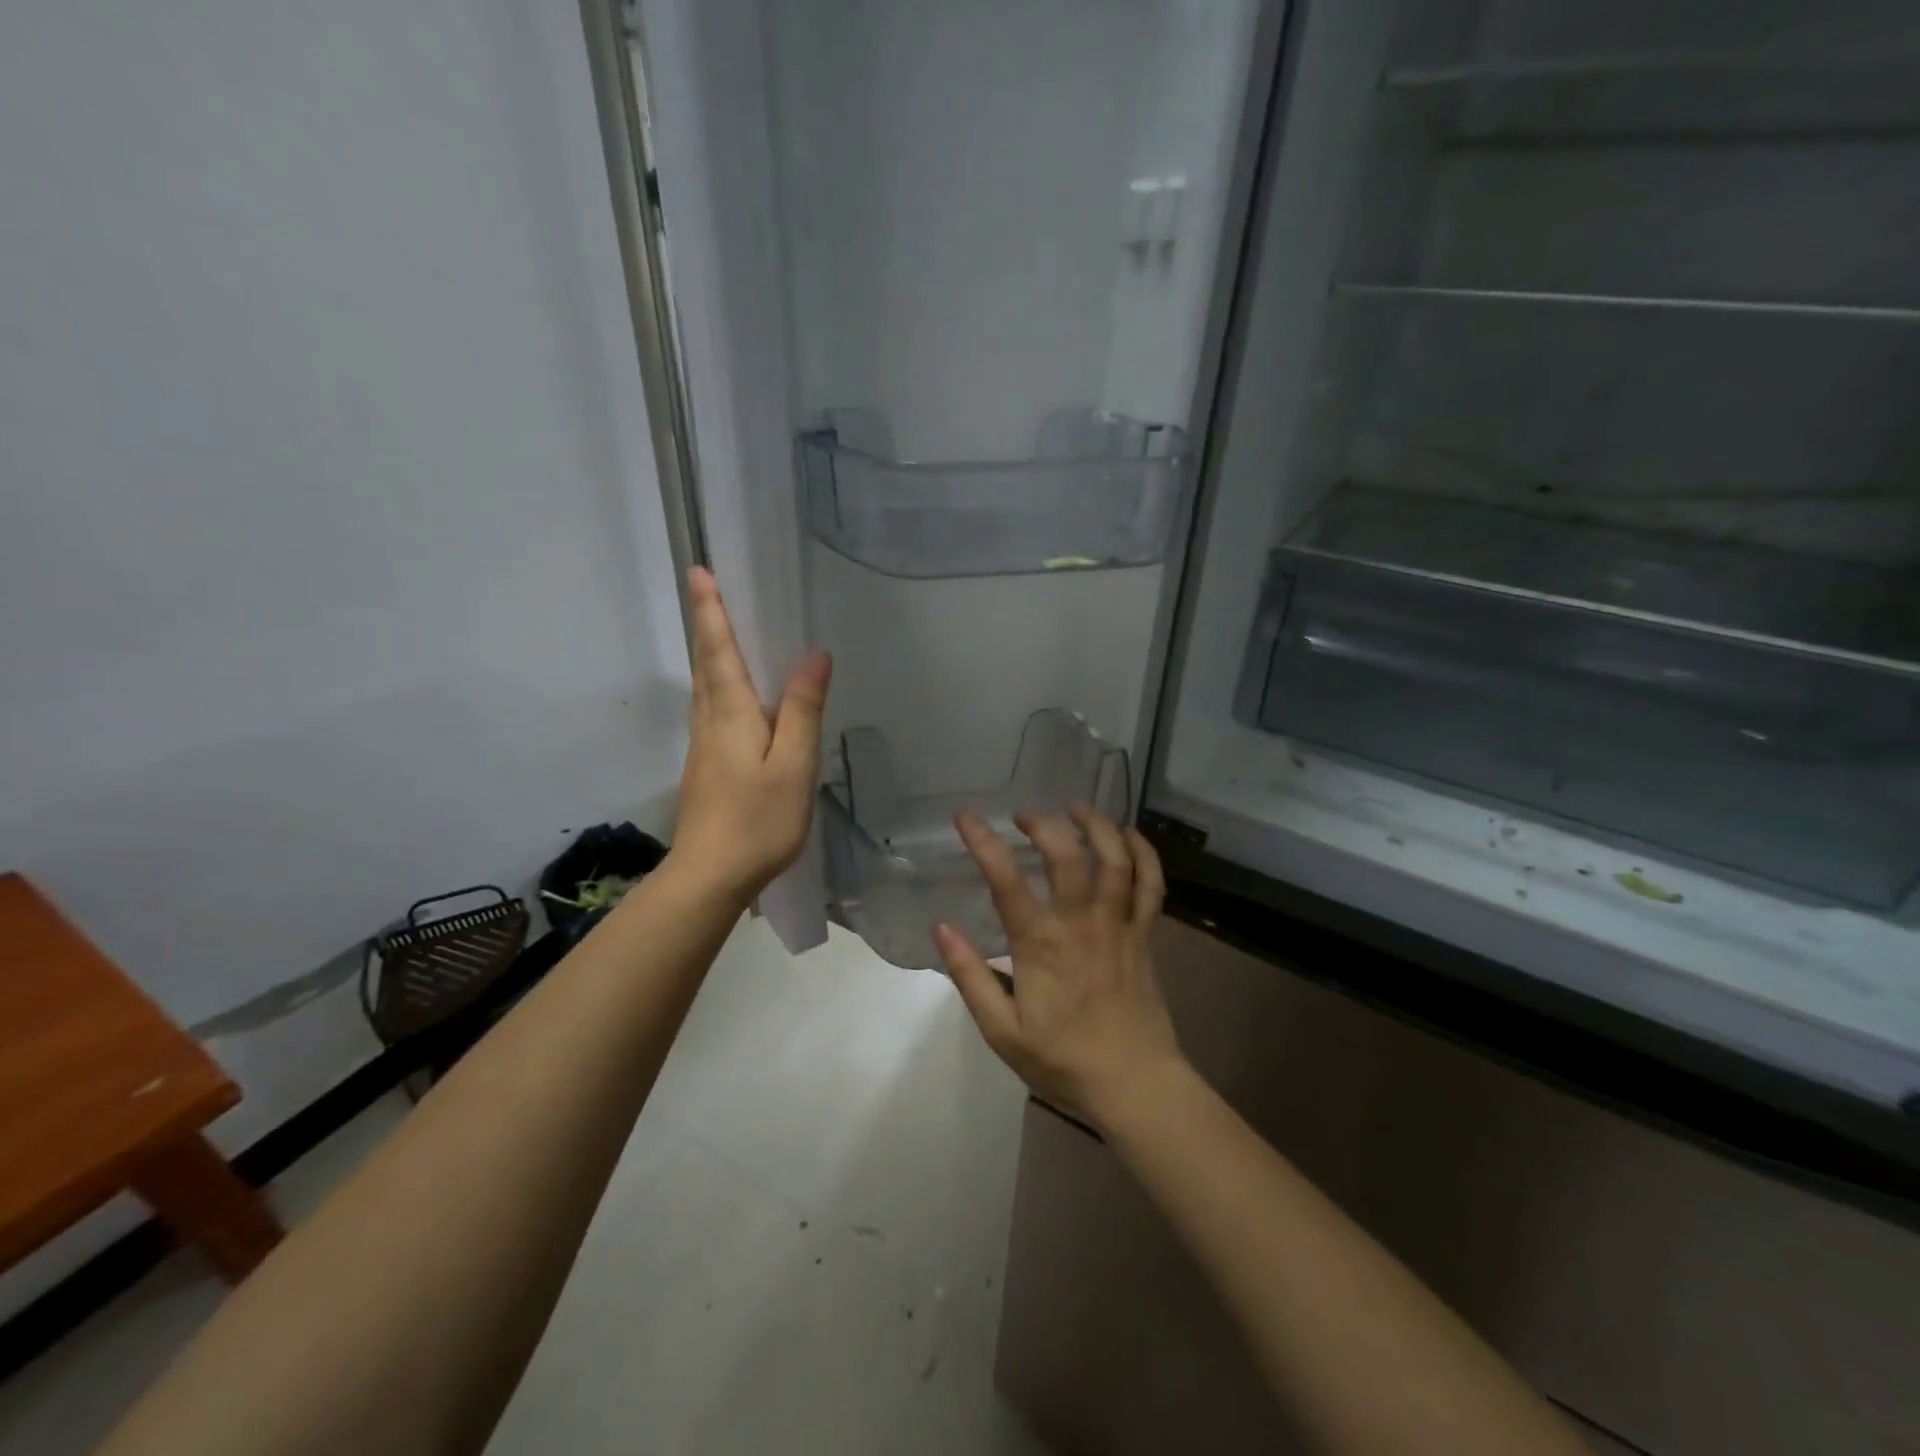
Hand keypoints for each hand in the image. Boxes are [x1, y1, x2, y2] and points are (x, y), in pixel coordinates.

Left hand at [670, 567, 831, 902]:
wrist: (709, 877)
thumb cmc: (758, 820)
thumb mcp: (793, 764)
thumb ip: (802, 710)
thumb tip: (814, 655)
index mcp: (731, 713)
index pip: (719, 650)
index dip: (711, 611)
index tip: (699, 571)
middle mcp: (710, 722)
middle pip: (706, 664)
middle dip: (707, 624)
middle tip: (709, 590)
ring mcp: (703, 747)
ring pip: (705, 688)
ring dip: (711, 653)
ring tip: (723, 631)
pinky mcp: (705, 768)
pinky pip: (712, 711)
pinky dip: (719, 686)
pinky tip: (737, 697)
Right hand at [935, 805, 1185, 1130]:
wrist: (1135, 1084)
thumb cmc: (1063, 1060)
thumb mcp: (1001, 1031)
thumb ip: (970, 976)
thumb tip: (941, 927)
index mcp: (1041, 944)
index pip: (1006, 880)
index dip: (983, 842)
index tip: (965, 817)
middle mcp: (1082, 922)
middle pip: (1068, 854)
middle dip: (1043, 824)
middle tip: (1024, 816)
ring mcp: (1120, 924)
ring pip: (1115, 858)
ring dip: (1096, 825)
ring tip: (1075, 808)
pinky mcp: (1147, 933)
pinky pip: (1151, 883)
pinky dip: (1143, 852)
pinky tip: (1127, 835)